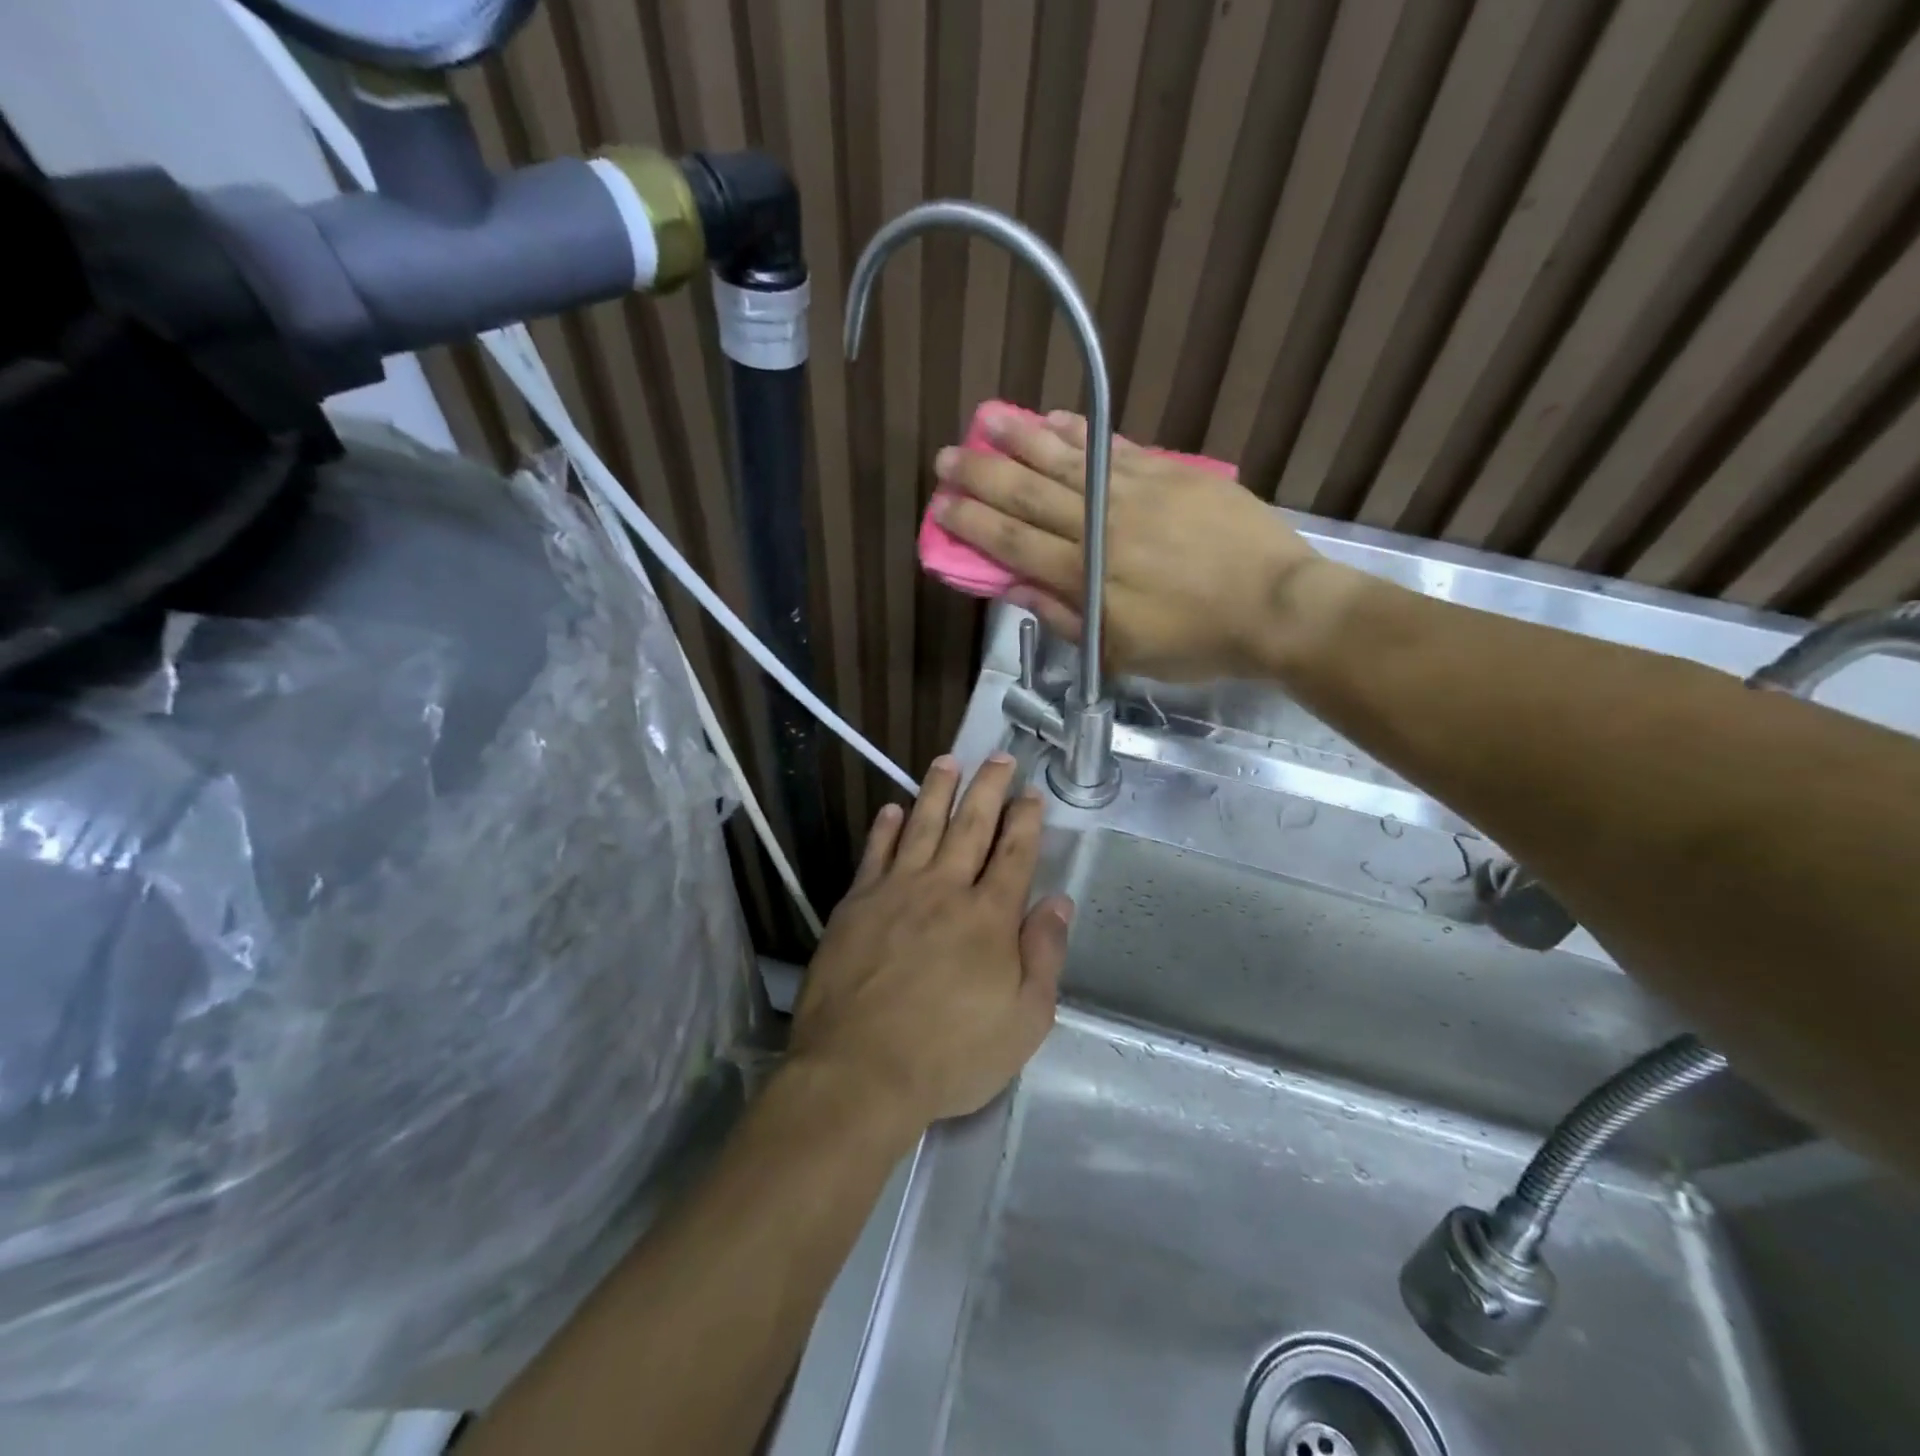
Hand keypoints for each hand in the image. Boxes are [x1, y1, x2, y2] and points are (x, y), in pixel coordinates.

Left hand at [791, 754, 1072, 1130]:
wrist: (859, 1071)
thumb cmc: (951, 1055)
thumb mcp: (1024, 1022)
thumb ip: (1044, 956)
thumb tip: (1058, 902)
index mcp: (989, 917)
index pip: (1014, 854)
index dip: (1026, 820)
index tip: (1031, 793)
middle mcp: (944, 890)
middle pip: (971, 826)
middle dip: (988, 788)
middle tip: (998, 756)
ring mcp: (895, 892)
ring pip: (921, 826)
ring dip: (936, 792)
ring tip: (947, 761)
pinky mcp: (856, 905)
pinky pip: (874, 854)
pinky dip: (884, 829)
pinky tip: (891, 809)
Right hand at [933, 408, 1327, 679]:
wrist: (1277, 607)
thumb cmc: (1197, 641)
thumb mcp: (1123, 652)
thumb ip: (1066, 618)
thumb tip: (1015, 590)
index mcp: (1085, 575)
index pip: (1013, 543)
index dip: (972, 524)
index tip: (941, 507)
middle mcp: (1100, 526)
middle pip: (1028, 495)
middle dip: (981, 475)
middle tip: (945, 459)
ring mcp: (1135, 492)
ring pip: (1066, 461)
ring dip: (1020, 439)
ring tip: (985, 419)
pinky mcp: (1168, 473)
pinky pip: (1114, 446)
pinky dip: (1080, 432)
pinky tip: (1052, 418)